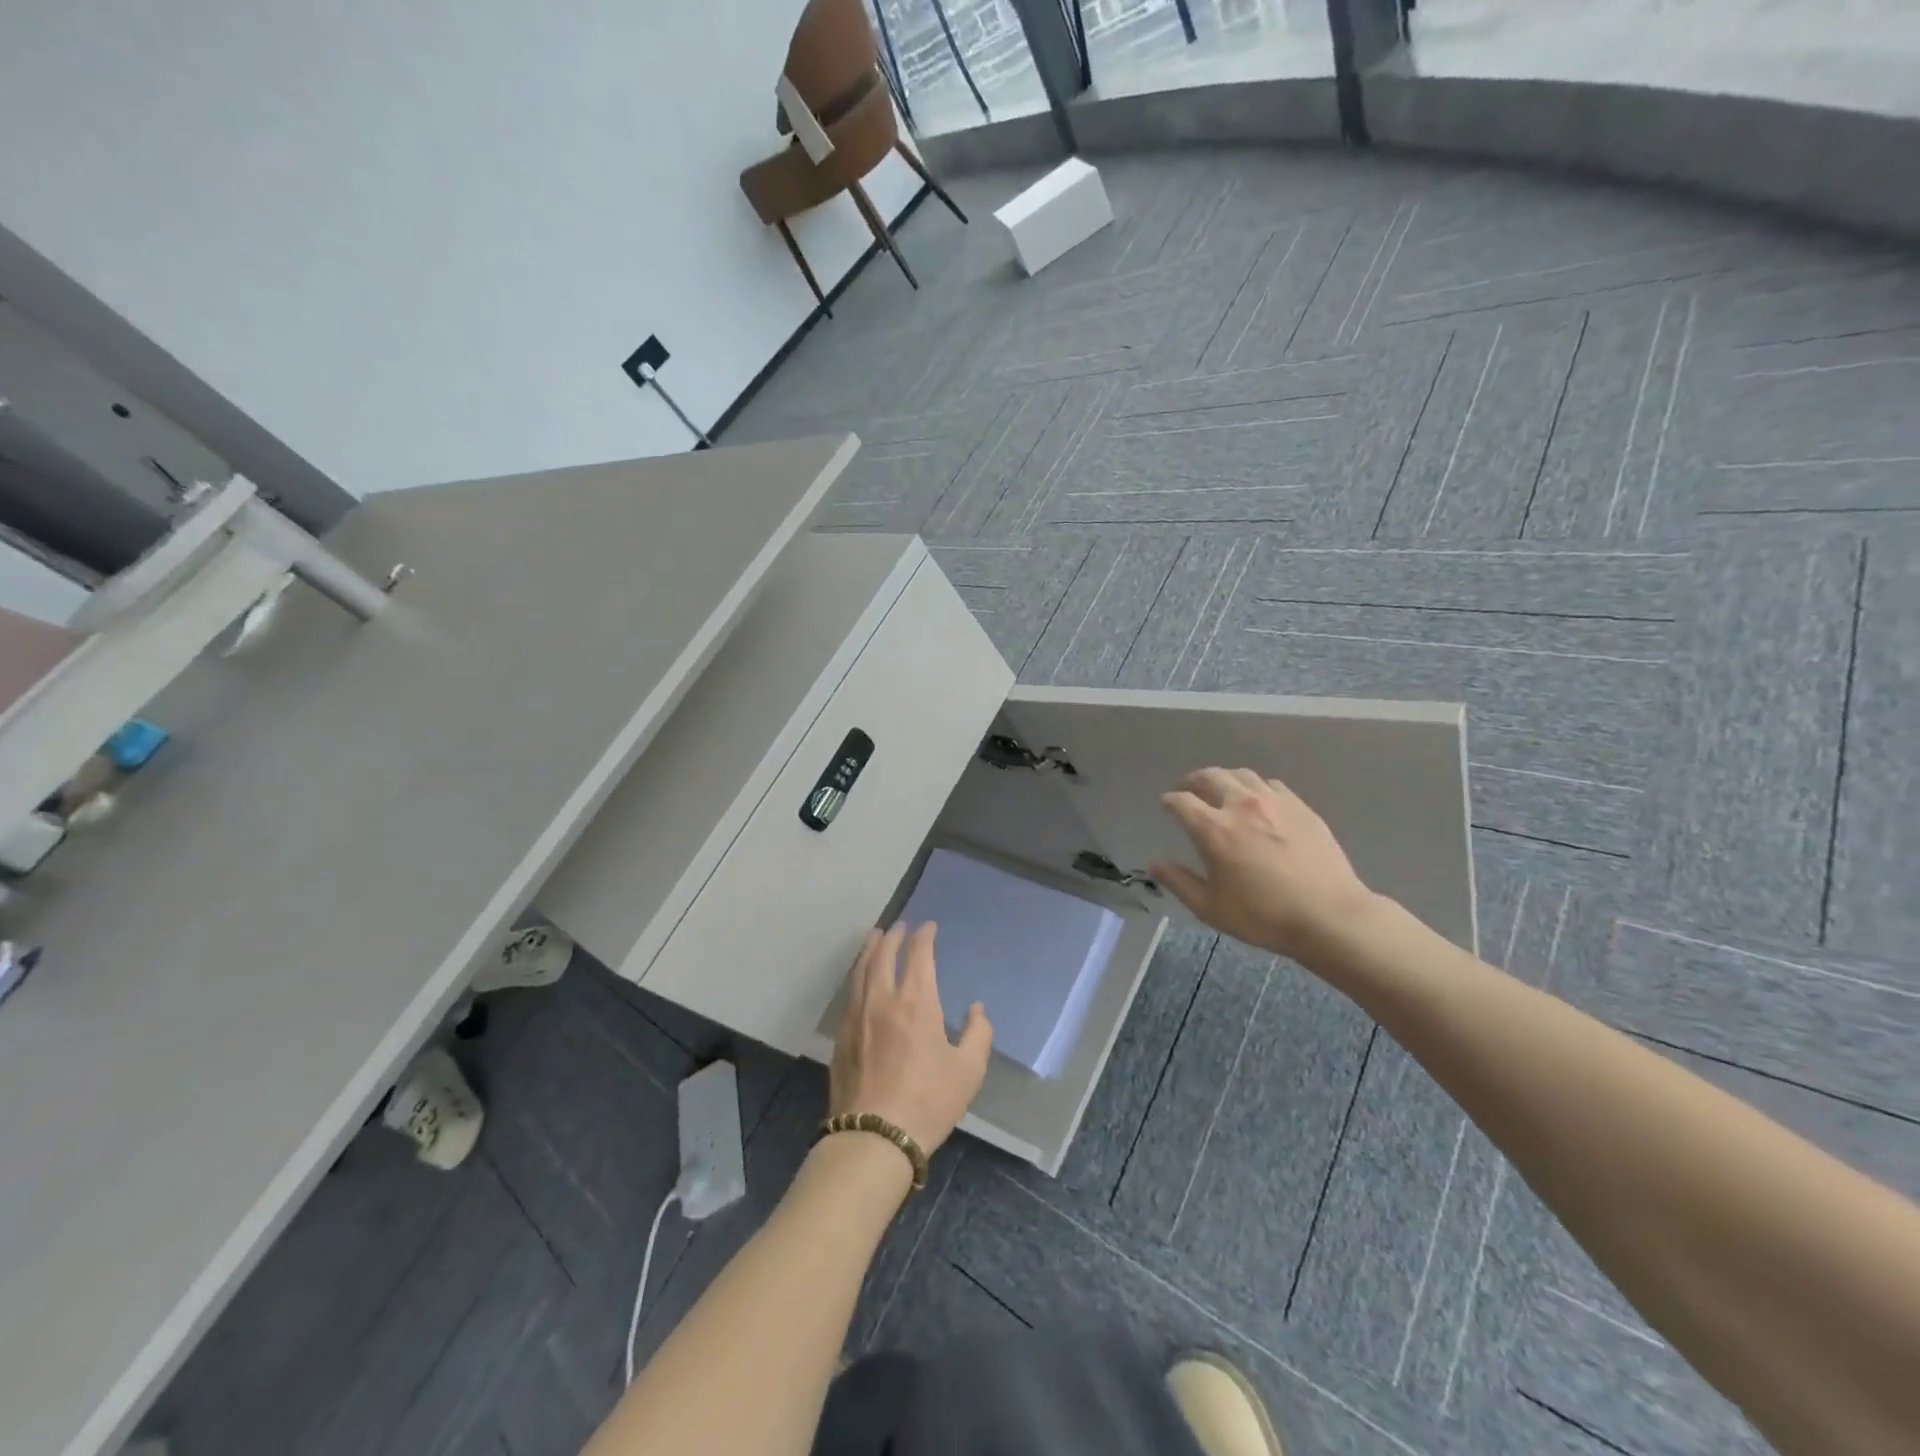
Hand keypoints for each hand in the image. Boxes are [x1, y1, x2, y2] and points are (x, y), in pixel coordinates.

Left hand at [830, 923, 991, 1153]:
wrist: (874, 1137)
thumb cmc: (928, 1102)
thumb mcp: (968, 1071)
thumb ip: (978, 1034)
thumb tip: (977, 1009)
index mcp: (916, 1002)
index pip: (919, 955)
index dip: (924, 936)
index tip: (928, 926)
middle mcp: (883, 999)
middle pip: (883, 955)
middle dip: (893, 936)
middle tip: (899, 926)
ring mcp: (857, 1016)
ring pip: (861, 970)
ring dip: (869, 949)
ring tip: (874, 938)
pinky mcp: (841, 1036)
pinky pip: (849, 992)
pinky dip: (857, 974)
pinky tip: (859, 978)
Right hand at [1149, 767, 1379, 962]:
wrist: (1330, 916)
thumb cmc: (1263, 916)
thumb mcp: (1211, 908)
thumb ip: (1179, 882)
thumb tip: (1154, 864)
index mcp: (1214, 829)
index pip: (1181, 801)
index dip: (1169, 801)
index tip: (1166, 805)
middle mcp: (1241, 806)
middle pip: (1210, 776)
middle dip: (1193, 780)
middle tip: (1189, 790)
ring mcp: (1274, 802)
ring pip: (1241, 775)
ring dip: (1224, 779)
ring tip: (1221, 790)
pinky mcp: (1300, 807)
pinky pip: (1270, 784)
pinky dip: (1255, 787)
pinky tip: (1258, 801)